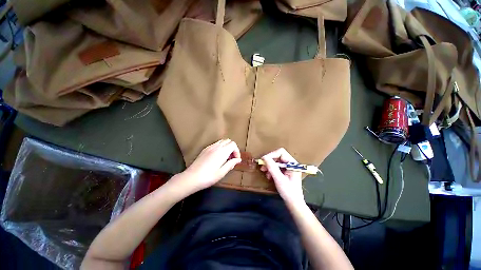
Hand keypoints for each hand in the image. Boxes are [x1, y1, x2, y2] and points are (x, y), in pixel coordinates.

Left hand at [179, 139, 241, 192]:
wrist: (191, 178)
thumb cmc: (208, 177)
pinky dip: (220, 148)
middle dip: (232, 149)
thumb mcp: (222, 172)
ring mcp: (209, 147)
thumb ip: (231, 164)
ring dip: (226, 147)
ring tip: (225, 158)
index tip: (235, 160)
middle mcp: (216, 147)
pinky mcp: (205, 149)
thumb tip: (238, 159)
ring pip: (222, 142)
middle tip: (231, 159)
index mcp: (222, 152)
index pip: (233, 144)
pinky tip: (217, 158)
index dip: (237, 151)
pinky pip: (215, 144)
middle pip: (228, 141)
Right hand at [260, 148, 304, 205]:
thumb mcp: (279, 179)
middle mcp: (291, 164)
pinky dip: (272, 170)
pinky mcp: (286, 171)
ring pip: (276, 161)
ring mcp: (289, 167)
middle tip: (262, 167)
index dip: (271, 155)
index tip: (263, 160)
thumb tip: (264, 157)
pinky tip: (269, 176)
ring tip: (265, 172)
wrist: (294, 203)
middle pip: (278, 156)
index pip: (281, 153)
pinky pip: (277, 167)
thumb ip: (272, 167)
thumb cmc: (288, 192)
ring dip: (269, 166)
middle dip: (269, 161)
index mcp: (293, 164)